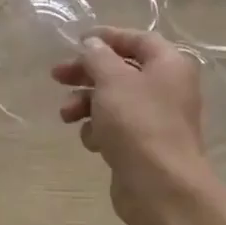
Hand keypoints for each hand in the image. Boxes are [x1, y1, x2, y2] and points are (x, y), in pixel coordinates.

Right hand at [51, 28, 210, 224]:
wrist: (161, 187)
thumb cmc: (138, 123)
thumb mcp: (112, 80)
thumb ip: (98, 56)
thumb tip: (93, 44)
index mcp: (169, 65)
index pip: (137, 39)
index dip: (107, 37)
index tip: (77, 41)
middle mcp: (167, 88)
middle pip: (121, 70)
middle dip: (87, 73)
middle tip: (57, 76)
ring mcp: (156, 119)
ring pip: (114, 101)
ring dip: (86, 104)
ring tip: (67, 116)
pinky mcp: (144, 146)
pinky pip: (116, 128)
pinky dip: (100, 130)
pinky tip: (93, 141)